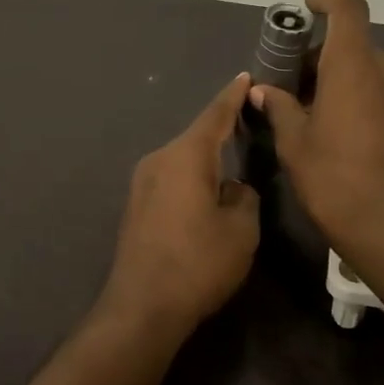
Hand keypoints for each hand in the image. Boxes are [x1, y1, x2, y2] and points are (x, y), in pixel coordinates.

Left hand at [98, 73, 260, 335]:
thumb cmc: (198, 263)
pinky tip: (205, 195)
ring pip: (182, 161)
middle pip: (195, 138)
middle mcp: (158, 161)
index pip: (215, 116)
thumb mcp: (241, 230)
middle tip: (248, 125)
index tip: (245, 77)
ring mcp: (141, 185)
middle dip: (221, 131)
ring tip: (231, 165)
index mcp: (185, 157)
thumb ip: (244, 197)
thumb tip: (232, 188)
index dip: (233, 97)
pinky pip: (170, 180)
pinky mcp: (135, 208)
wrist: (142, 307)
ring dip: (205, 161)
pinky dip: (191, 180)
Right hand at [248, 0, 383, 260]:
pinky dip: (360, 97)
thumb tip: (264, 90)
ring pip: (369, 70)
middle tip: (291, 85)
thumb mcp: (295, 143)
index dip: (326, 1)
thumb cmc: (334, 179)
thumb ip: (280, 107)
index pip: (347, 9)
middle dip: (321, 56)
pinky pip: (383, 93)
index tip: (306, 9)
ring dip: (341, 79)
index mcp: (354, 64)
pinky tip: (340, 131)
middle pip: (353, 44)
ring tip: (312, 112)